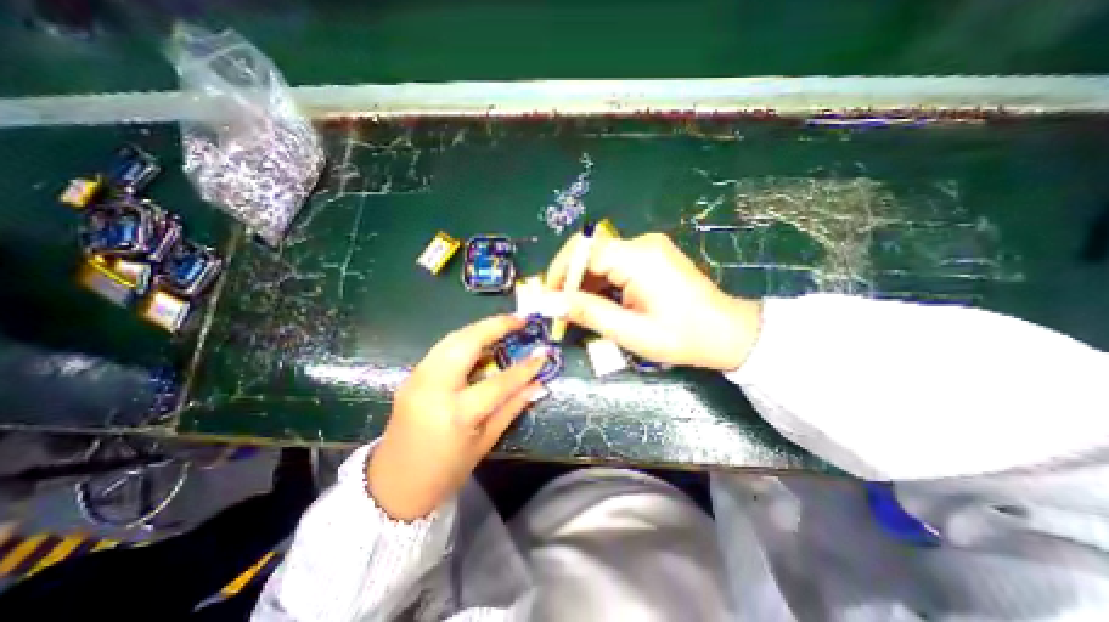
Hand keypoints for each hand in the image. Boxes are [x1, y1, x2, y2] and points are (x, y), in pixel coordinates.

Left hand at [371, 316, 547, 520]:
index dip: (524, 368)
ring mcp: (417, 379)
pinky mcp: (411, 376)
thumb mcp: (485, 442)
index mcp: (456, 414)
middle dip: (495, 326)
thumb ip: (512, 408)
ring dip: (480, 328)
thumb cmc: (446, 470)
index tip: (543, 353)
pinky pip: (442, 348)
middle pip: (466, 344)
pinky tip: (480, 341)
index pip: (498, 383)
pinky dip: (464, 339)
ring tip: (504, 325)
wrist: (393, 486)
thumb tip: (539, 385)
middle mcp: (433, 388)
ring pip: (451, 339)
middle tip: (520, 320)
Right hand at [544, 230, 762, 368]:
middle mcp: (642, 244)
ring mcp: (648, 248)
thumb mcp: (631, 332)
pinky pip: (615, 264)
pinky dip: (600, 283)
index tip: (549, 300)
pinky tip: (598, 303)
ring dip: (584, 283)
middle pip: (590, 251)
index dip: (560, 273)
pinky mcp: (651, 257)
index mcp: (639, 257)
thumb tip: (550, 303)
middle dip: (570, 279)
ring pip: (600, 258)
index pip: (584, 251)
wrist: (728, 333)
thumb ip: (589, 313)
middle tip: (560, 309)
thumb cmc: (683, 337)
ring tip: (577, 312)